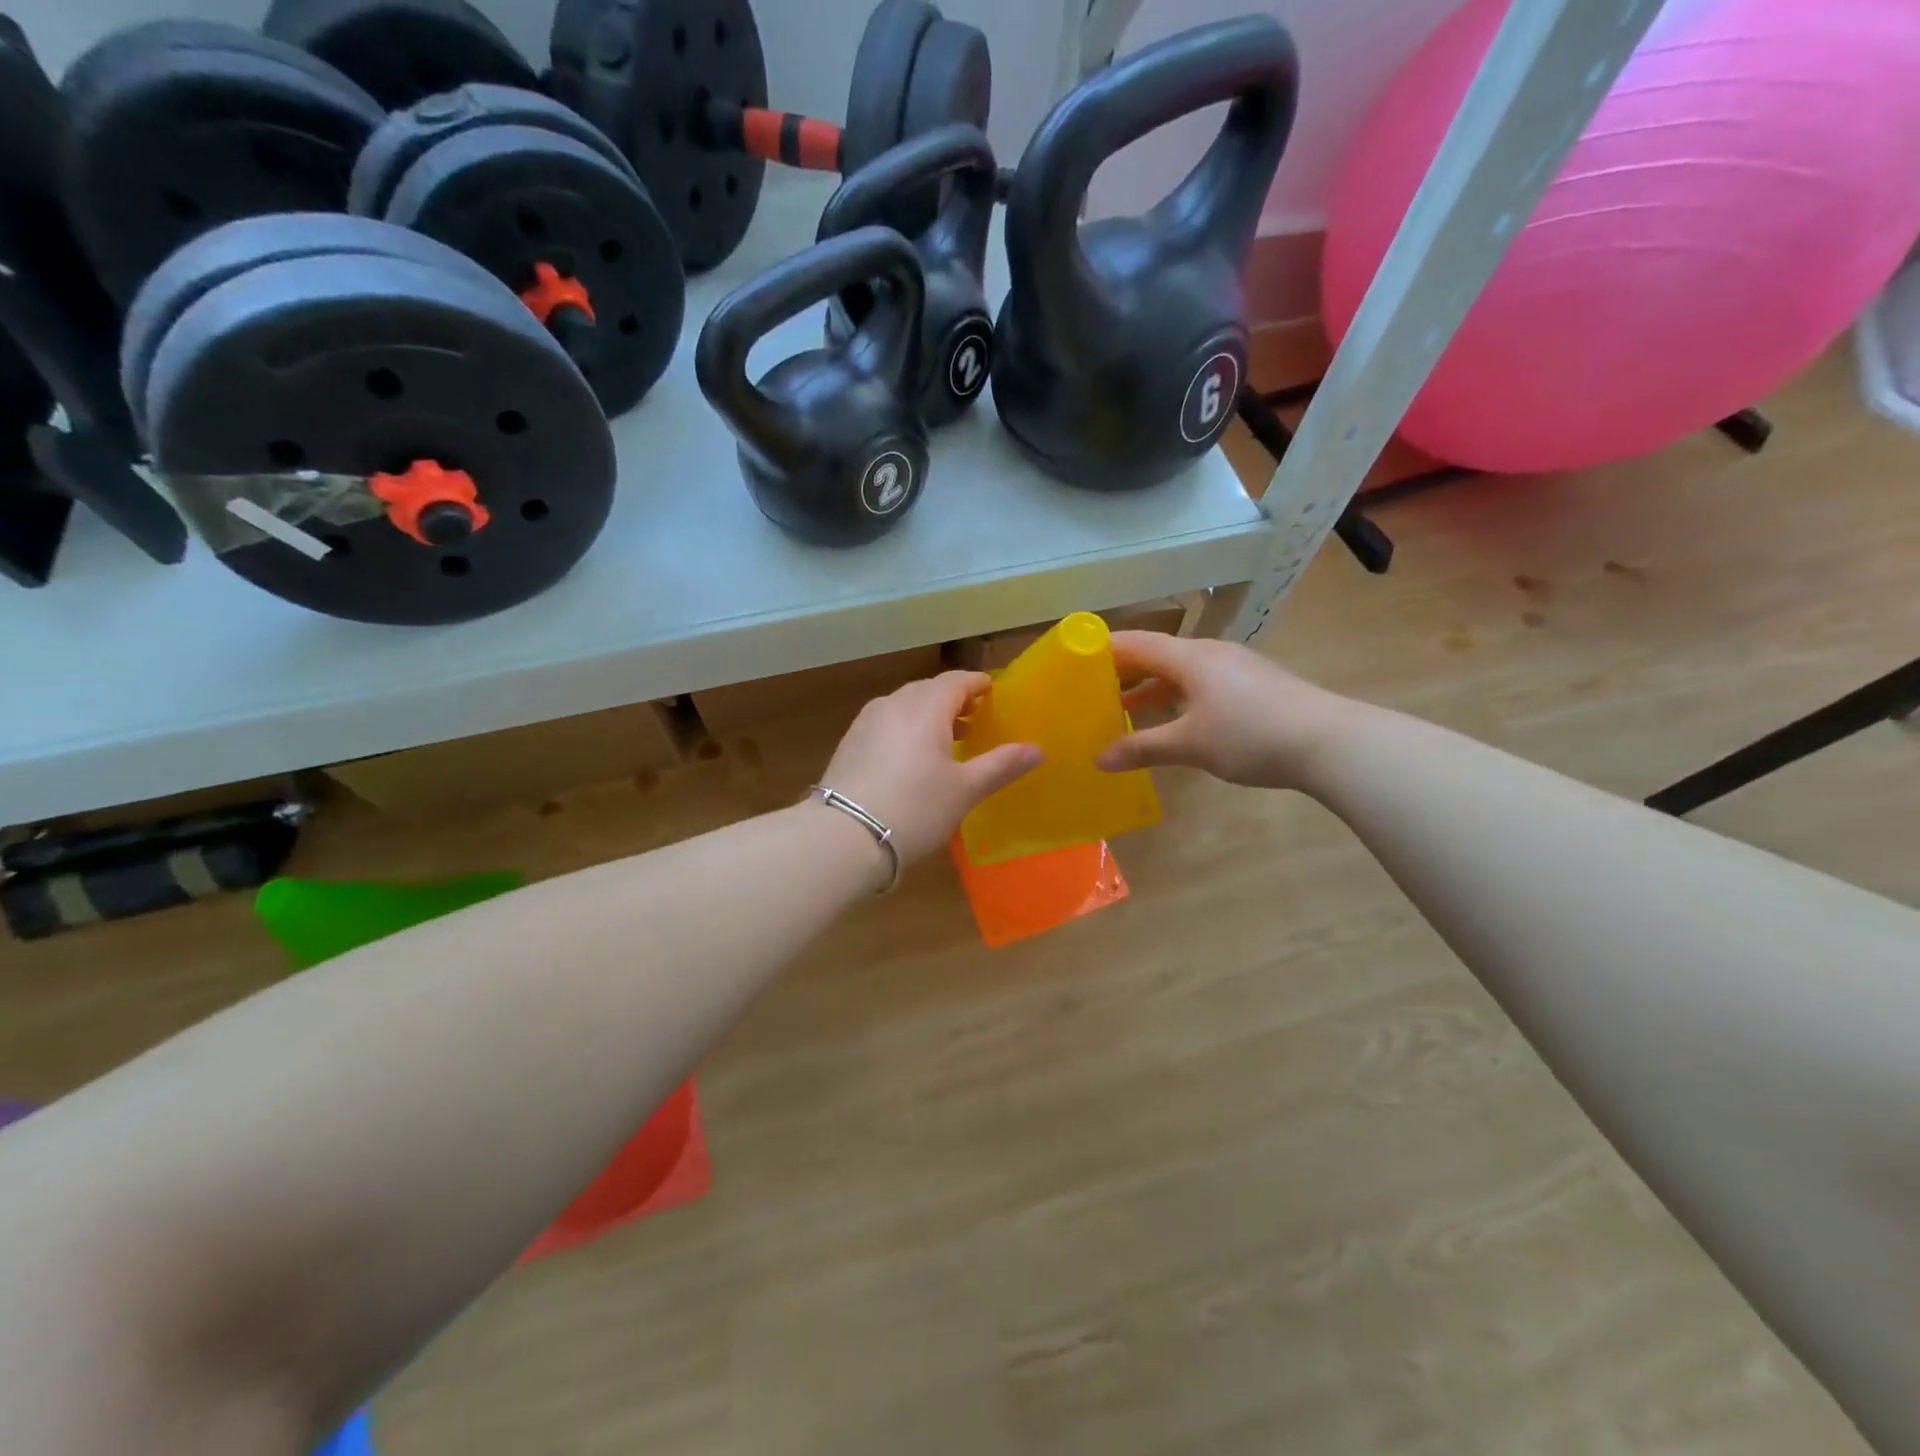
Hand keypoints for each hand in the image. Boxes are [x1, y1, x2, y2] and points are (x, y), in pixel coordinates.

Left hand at [820, 671, 1042, 865]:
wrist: (844, 836)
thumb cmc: (915, 808)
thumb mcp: (965, 790)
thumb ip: (1001, 765)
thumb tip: (1038, 750)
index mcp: (926, 706)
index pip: (957, 680)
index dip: (979, 684)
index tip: (994, 695)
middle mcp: (894, 703)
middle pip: (929, 690)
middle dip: (954, 700)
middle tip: (976, 721)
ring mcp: (867, 721)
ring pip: (905, 706)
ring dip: (929, 715)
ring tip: (947, 741)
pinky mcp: (850, 742)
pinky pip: (886, 723)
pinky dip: (906, 730)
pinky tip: (912, 758)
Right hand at [1095, 632, 1351, 790]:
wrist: (1330, 742)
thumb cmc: (1251, 735)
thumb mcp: (1190, 744)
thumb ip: (1142, 748)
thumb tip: (1099, 759)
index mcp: (1190, 657)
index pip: (1135, 642)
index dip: (1103, 648)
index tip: (1074, 658)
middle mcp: (1210, 654)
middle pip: (1157, 654)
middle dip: (1123, 671)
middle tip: (1091, 690)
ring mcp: (1235, 669)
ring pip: (1180, 672)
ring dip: (1151, 688)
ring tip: (1122, 708)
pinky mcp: (1253, 687)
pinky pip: (1201, 684)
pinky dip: (1176, 698)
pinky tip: (1171, 722)